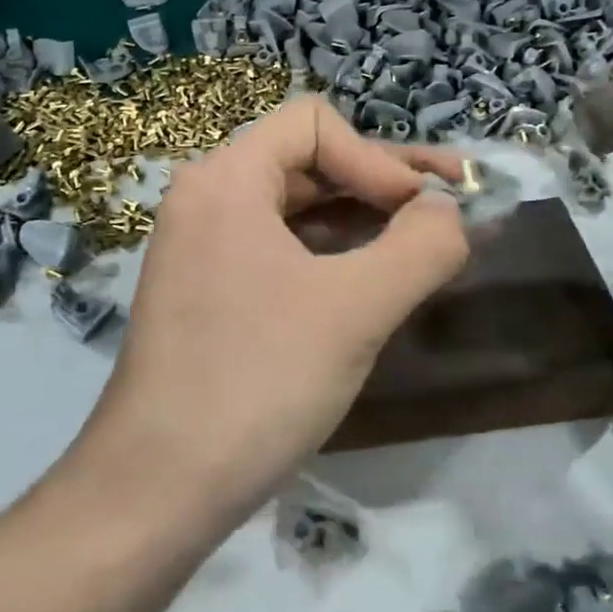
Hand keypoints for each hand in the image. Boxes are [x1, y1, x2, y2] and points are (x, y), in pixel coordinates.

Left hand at [79, 96, 469, 524]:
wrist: (158, 488)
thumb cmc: (257, 382)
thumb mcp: (356, 309)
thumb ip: (421, 246)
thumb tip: (452, 212)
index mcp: (226, 180)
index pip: (315, 123)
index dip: (379, 157)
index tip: (423, 211)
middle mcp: (207, 201)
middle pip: (309, 163)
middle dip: (384, 183)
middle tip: (454, 209)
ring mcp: (204, 251)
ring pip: (298, 212)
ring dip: (365, 222)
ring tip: (427, 247)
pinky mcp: (211, 296)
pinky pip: (282, 253)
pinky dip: (333, 259)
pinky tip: (375, 284)